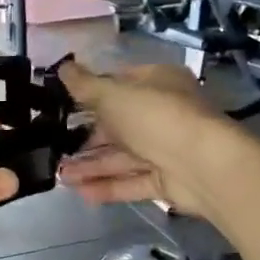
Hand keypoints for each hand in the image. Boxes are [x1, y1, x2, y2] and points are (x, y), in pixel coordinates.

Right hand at [53, 61, 233, 216]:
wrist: (204, 165)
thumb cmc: (156, 117)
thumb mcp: (112, 94)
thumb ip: (84, 85)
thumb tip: (62, 66)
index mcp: (157, 83)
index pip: (119, 83)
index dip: (91, 93)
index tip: (62, 105)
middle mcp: (162, 114)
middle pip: (119, 125)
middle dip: (86, 138)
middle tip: (55, 148)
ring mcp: (166, 149)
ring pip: (122, 157)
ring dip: (92, 166)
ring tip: (60, 176)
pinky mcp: (167, 181)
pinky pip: (131, 182)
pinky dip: (108, 186)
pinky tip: (80, 192)